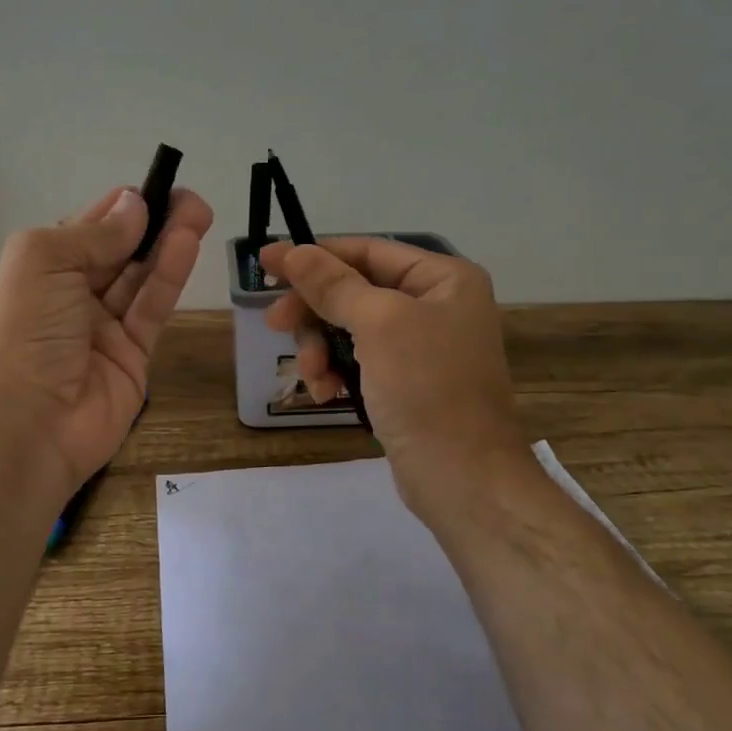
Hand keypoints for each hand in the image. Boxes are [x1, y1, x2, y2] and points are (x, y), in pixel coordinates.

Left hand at [0, 185, 213, 496]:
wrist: (27, 426)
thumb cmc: (24, 333)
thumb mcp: (43, 263)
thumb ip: (94, 233)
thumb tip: (134, 204)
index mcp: (42, 270)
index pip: (88, 229)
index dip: (121, 208)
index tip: (158, 187)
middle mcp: (72, 295)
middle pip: (120, 251)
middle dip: (152, 222)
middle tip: (191, 199)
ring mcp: (104, 328)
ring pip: (141, 277)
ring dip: (168, 243)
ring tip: (200, 213)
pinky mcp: (134, 355)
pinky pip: (153, 309)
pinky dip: (169, 276)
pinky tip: (187, 245)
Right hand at [260, 237, 530, 519]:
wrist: (464, 480)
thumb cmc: (427, 388)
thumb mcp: (378, 325)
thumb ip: (332, 284)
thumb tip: (289, 250)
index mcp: (443, 278)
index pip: (367, 250)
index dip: (315, 256)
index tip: (266, 263)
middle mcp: (436, 304)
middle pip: (355, 290)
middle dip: (315, 312)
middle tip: (276, 325)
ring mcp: (422, 346)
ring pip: (350, 329)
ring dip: (321, 349)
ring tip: (312, 376)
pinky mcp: (407, 382)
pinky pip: (360, 361)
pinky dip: (337, 372)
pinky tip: (326, 394)